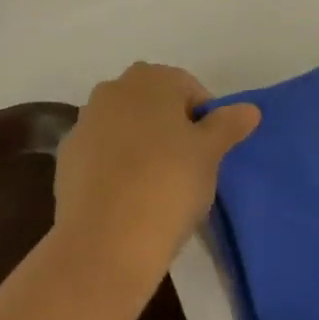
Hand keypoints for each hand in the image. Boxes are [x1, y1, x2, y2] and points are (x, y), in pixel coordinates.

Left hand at [54, 63, 259, 287]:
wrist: (105, 241)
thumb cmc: (168, 186)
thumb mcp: (209, 155)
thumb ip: (227, 125)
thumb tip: (250, 108)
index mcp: (151, 78)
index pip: (189, 89)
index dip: (205, 121)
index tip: (211, 155)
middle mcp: (114, 88)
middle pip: (154, 103)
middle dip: (171, 127)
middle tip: (188, 168)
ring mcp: (86, 119)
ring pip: (125, 125)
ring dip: (141, 144)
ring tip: (157, 186)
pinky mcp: (68, 153)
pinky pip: (102, 151)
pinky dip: (115, 165)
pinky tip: (126, 197)